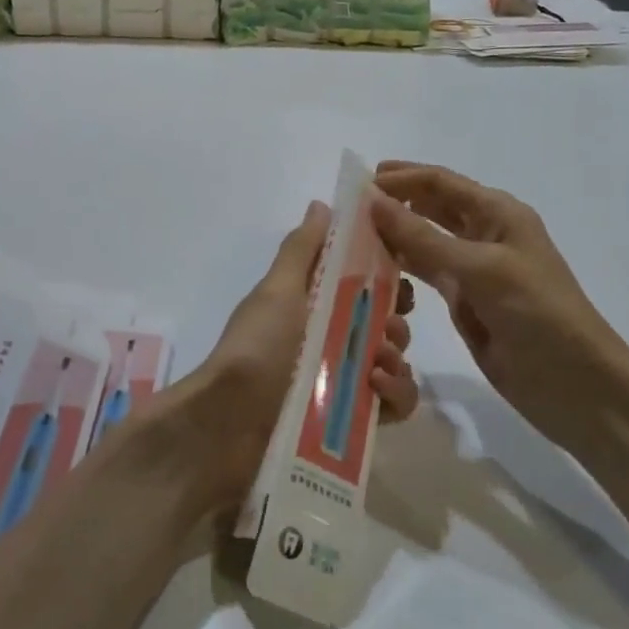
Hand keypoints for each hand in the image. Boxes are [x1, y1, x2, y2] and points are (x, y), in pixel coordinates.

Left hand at [177, 201, 417, 507]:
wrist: (229, 423)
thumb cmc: (256, 346)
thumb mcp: (277, 290)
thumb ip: (302, 249)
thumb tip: (322, 205)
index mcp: (312, 306)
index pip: (362, 283)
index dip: (385, 276)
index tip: (398, 274)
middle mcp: (330, 342)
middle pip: (384, 323)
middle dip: (396, 319)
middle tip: (387, 325)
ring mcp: (343, 383)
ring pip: (395, 362)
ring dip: (398, 356)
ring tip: (377, 362)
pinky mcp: (353, 423)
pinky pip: (394, 405)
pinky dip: (396, 393)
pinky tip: (376, 388)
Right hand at [370, 162, 628, 446]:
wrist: (575, 385)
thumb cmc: (538, 315)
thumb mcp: (481, 270)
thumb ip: (424, 238)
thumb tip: (373, 202)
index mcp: (498, 214)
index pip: (441, 183)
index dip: (401, 178)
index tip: (357, 183)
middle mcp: (484, 234)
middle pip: (431, 206)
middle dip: (394, 201)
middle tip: (348, 207)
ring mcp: (473, 269)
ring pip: (424, 240)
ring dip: (393, 234)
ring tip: (350, 234)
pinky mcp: (464, 301)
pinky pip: (425, 273)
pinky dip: (400, 267)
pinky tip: (371, 268)